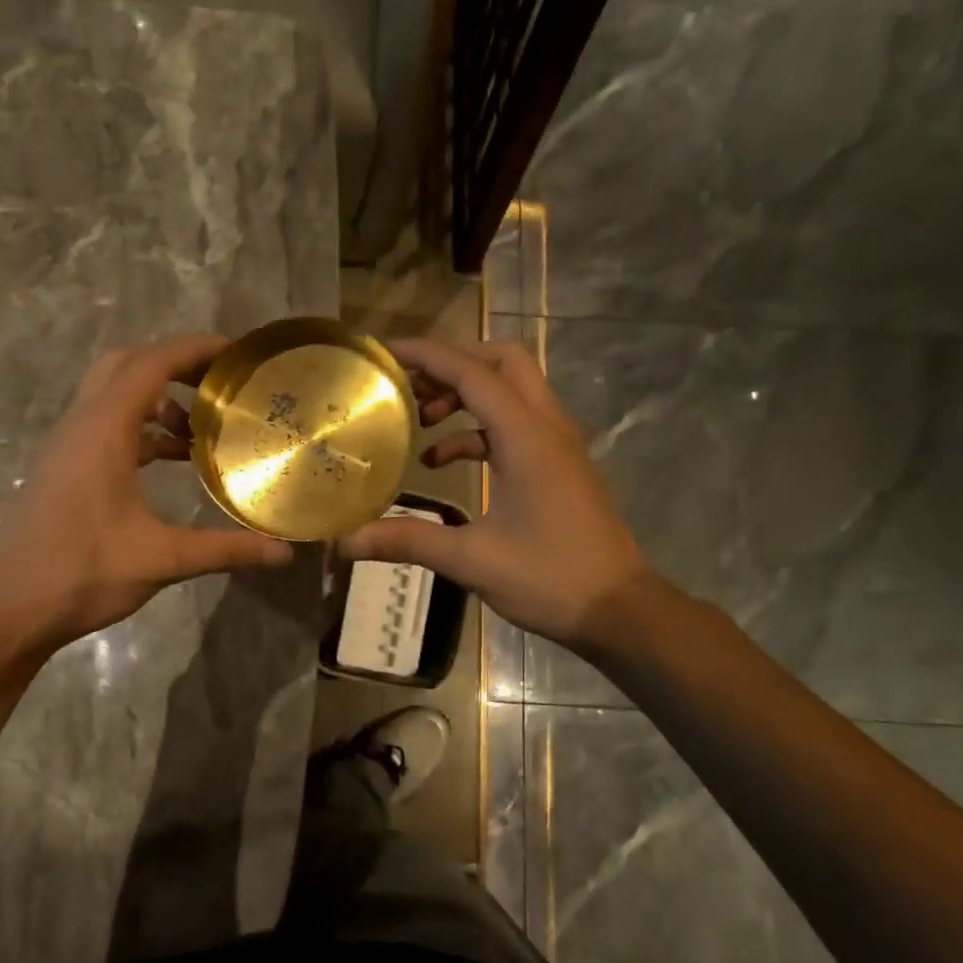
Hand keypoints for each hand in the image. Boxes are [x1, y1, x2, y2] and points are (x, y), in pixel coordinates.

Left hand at [0, 334, 291, 654]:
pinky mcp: (64, 468)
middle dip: (174, 363)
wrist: (9, 608)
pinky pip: (106, 427)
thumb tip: (284, 552)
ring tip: (201, 429)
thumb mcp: (163, 559)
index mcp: (103, 430)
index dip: (195, 349)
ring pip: (113, 396)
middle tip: (218, 383)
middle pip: (127, 365)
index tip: (237, 354)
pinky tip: (171, 460)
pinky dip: (141, 428)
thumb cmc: (83, 573)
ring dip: (157, 398)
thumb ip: (226, 550)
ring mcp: (68, 446)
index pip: (151, 363)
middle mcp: (81, 425)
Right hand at [337, 338, 647, 652]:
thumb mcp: (472, 560)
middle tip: (410, 385)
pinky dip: (477, 430)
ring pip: (511, 390)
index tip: (385, 353)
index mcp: (527, 437)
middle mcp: (546, 426)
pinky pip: (514, 425)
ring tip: (419, 422)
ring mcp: (557, 444)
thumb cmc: (550, 578)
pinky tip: (443, 463)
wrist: (618, 609)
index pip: (473, 373)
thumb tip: (345, 541)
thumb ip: (408, 541)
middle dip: (453, 363)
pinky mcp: (557, 465)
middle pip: (502, 362)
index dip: (427, 355)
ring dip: (465, 395)